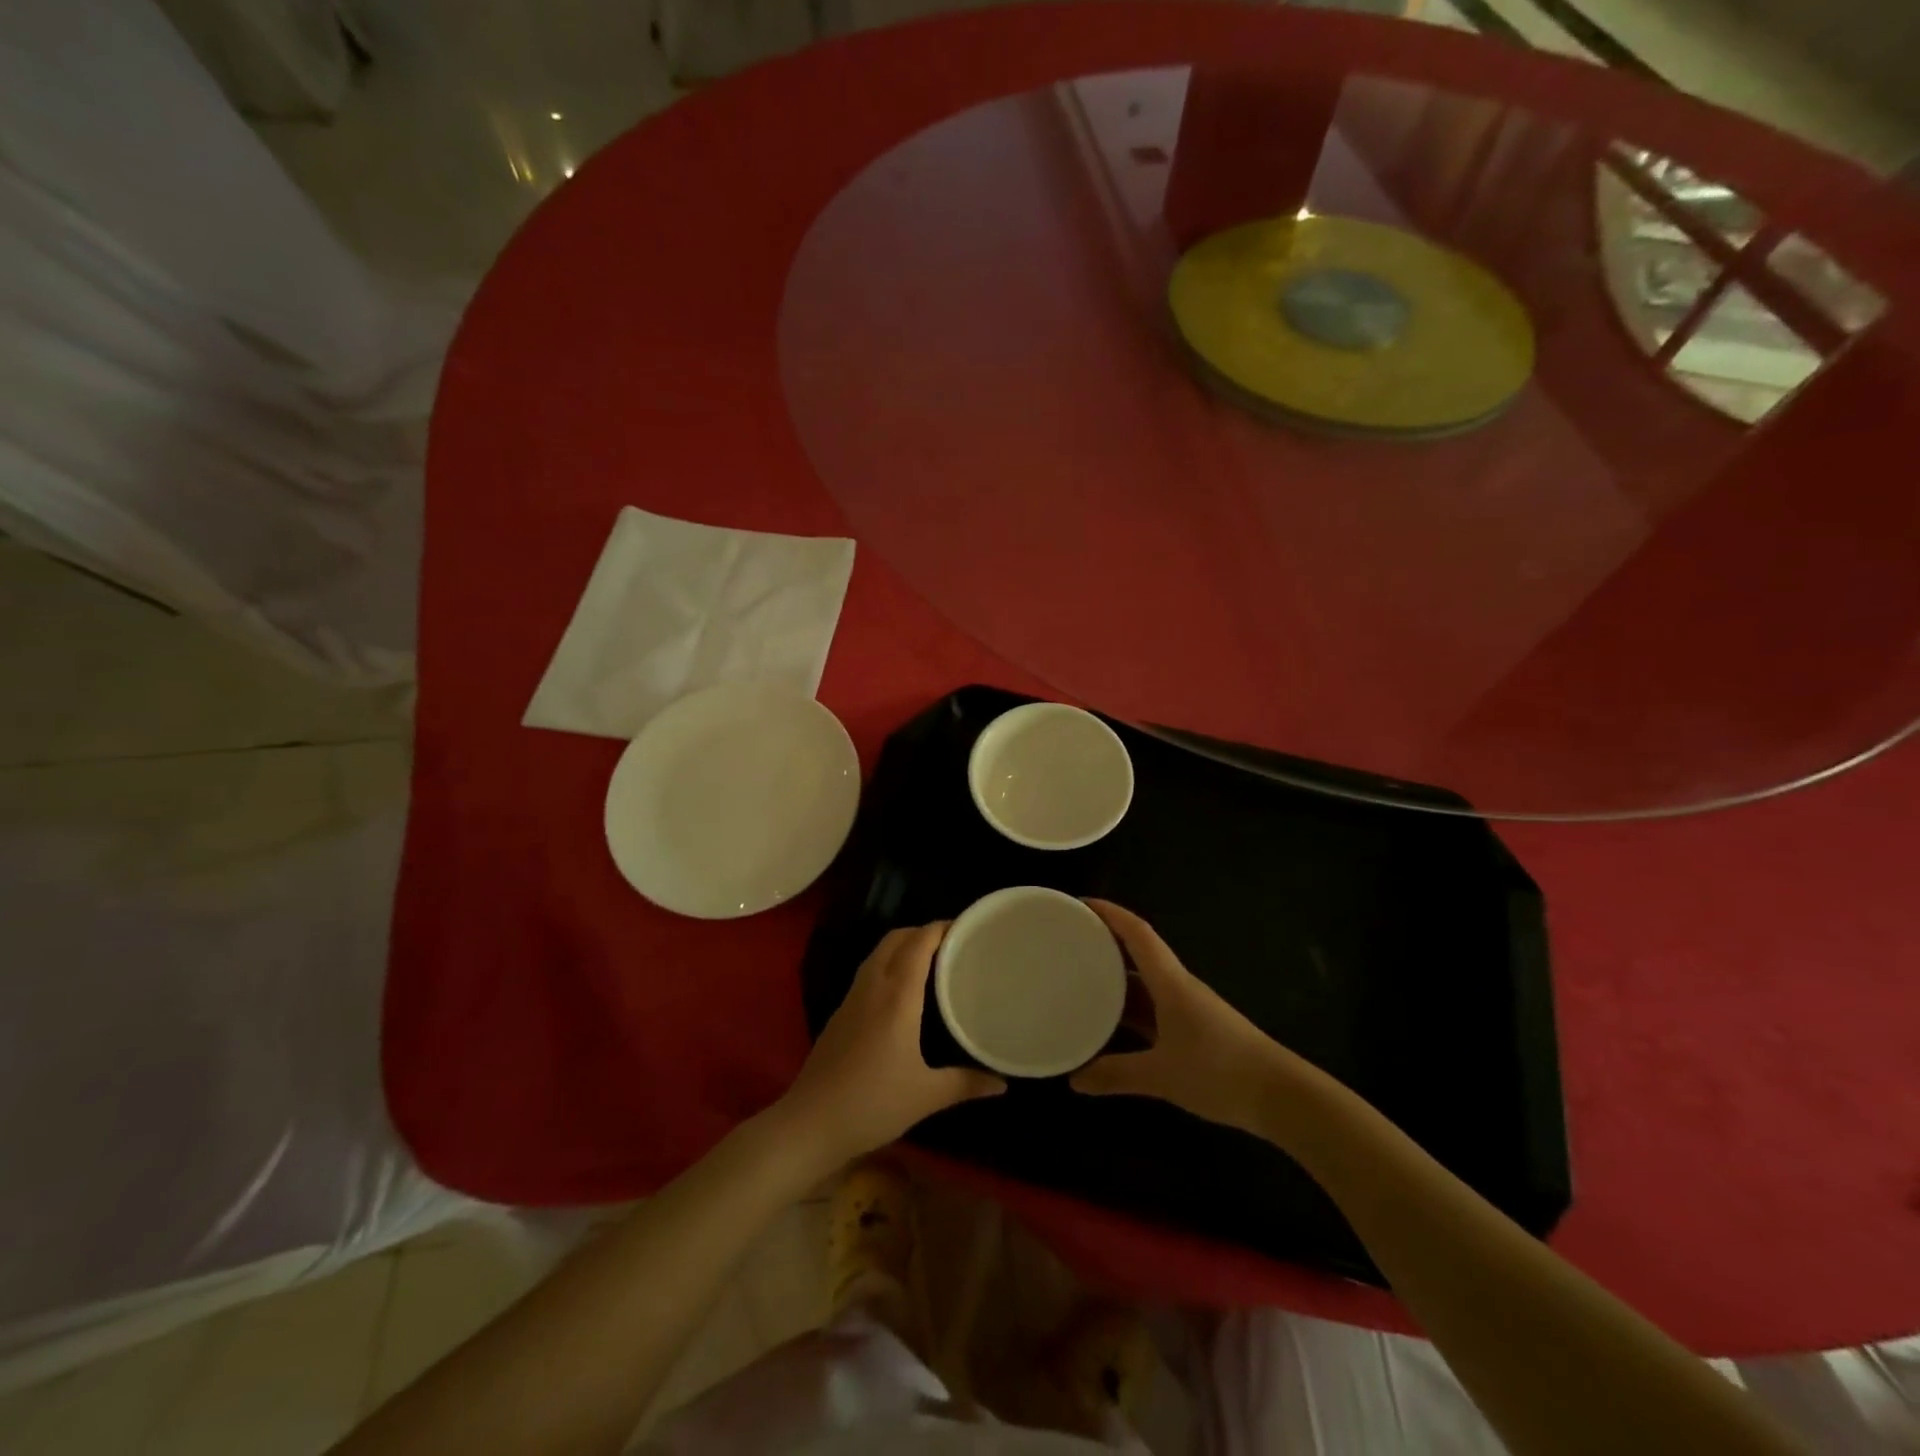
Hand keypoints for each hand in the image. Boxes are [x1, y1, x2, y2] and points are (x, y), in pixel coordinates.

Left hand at [779, 923, 1004, 1165]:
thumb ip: (966, 1084)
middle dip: (923, 931)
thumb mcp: (926, 1096)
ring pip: (878, 953)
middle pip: (896, 938)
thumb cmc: (873, 1104)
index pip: (919, 943)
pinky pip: (868, 971)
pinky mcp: (840, 1012)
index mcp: (897, 996)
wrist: (810, 1122)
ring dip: (903, 945)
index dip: (941, 928)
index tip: (966, 927)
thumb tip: (1002, 1083)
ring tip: (931, 960)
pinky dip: (888, 964)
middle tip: (952, 944)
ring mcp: (852, 998)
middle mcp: (873, 986)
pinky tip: (901, 990)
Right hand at [1072, 900, 1307, 1130]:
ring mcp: (1187, 1008)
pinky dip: (1129, 1009)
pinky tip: (1110, 1023)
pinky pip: (1153, 1009)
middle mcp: (1178, 986)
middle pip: (1138, 952)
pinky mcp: (1194, 1030)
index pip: (1137, 932)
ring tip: (1079, 978)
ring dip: (1116, 977)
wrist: (1281, 1097)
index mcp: (1170, 981)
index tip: (1079, 903)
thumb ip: (1116, 1074)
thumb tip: (1074, 1079)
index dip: (1109, 913)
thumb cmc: (1220, 1071)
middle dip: (1105, 941)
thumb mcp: (1162, 1075)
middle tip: (1068, 940)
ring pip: (1145, 983)